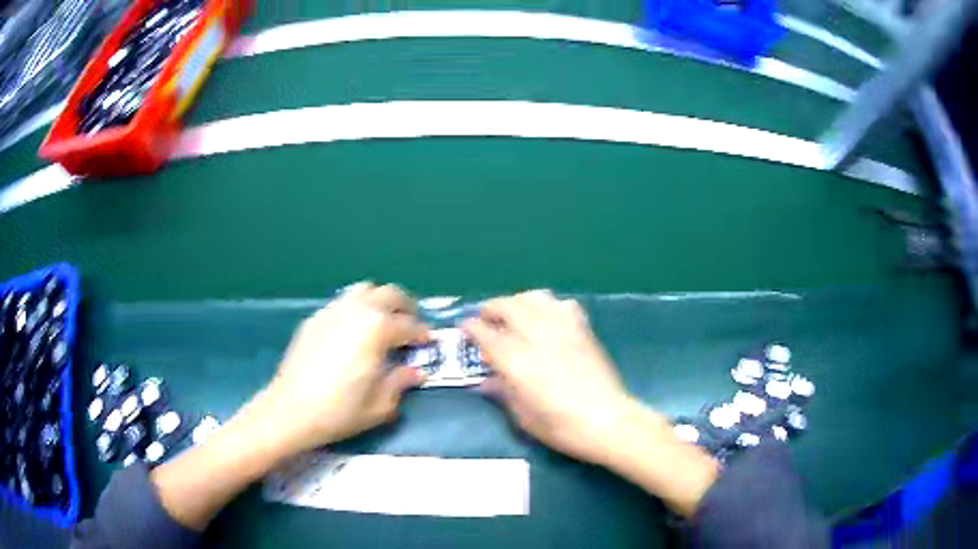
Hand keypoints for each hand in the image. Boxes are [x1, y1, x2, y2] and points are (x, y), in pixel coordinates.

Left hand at [255, 282, 429, 456]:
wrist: (291, 409)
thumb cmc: (340, 410)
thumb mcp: (380, 404)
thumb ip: (401, 382)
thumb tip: (416, 372)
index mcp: (377, 328)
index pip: (409, 325)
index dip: (423, 334)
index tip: (429, 342)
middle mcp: (356, 310)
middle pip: (389, 294)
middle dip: (405, 307)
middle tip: (410, 325)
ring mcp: (332, 311)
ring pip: (363, 290)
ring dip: (379, 301)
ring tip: (383, 322)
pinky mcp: (314, 318)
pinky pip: (342, 302)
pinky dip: (356, 309)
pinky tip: (353, 331)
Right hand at [462, 290, 632, 465]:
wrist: (607, 420)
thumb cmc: (561, 426)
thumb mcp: (523, 417)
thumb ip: (502, 393)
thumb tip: (486, 382)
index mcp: (517, 360)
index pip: (487, 334)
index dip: (472, 327)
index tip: (465, 326)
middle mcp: (537, 336)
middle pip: (509, 306)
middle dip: (492, 308)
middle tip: (485, 317)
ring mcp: (562, 329)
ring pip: (535, 298)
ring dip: (518, 301)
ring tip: (514, 313)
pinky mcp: (582, 329)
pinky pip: (562, 305)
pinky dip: (549, 306)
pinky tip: (547, 318)